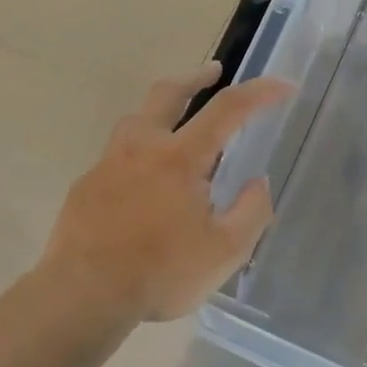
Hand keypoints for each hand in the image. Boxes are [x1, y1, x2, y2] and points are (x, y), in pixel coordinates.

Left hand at [41, 62, 293, 322]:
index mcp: (180, 158)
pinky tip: (142, 181)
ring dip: (161, 111)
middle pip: (168, 93)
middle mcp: (141, 148)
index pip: (227, 109)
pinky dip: (139, 153)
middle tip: (214, 72)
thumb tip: (258, 183)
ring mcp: (107, 164)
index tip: (283, 86)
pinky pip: (117, 156)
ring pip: (136, 120)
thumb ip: (251, 212)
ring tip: (177, 126)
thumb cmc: (161, 272)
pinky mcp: (86, 185)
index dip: (259, 93)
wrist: (84, 294)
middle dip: (196, 77)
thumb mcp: (225, 252)